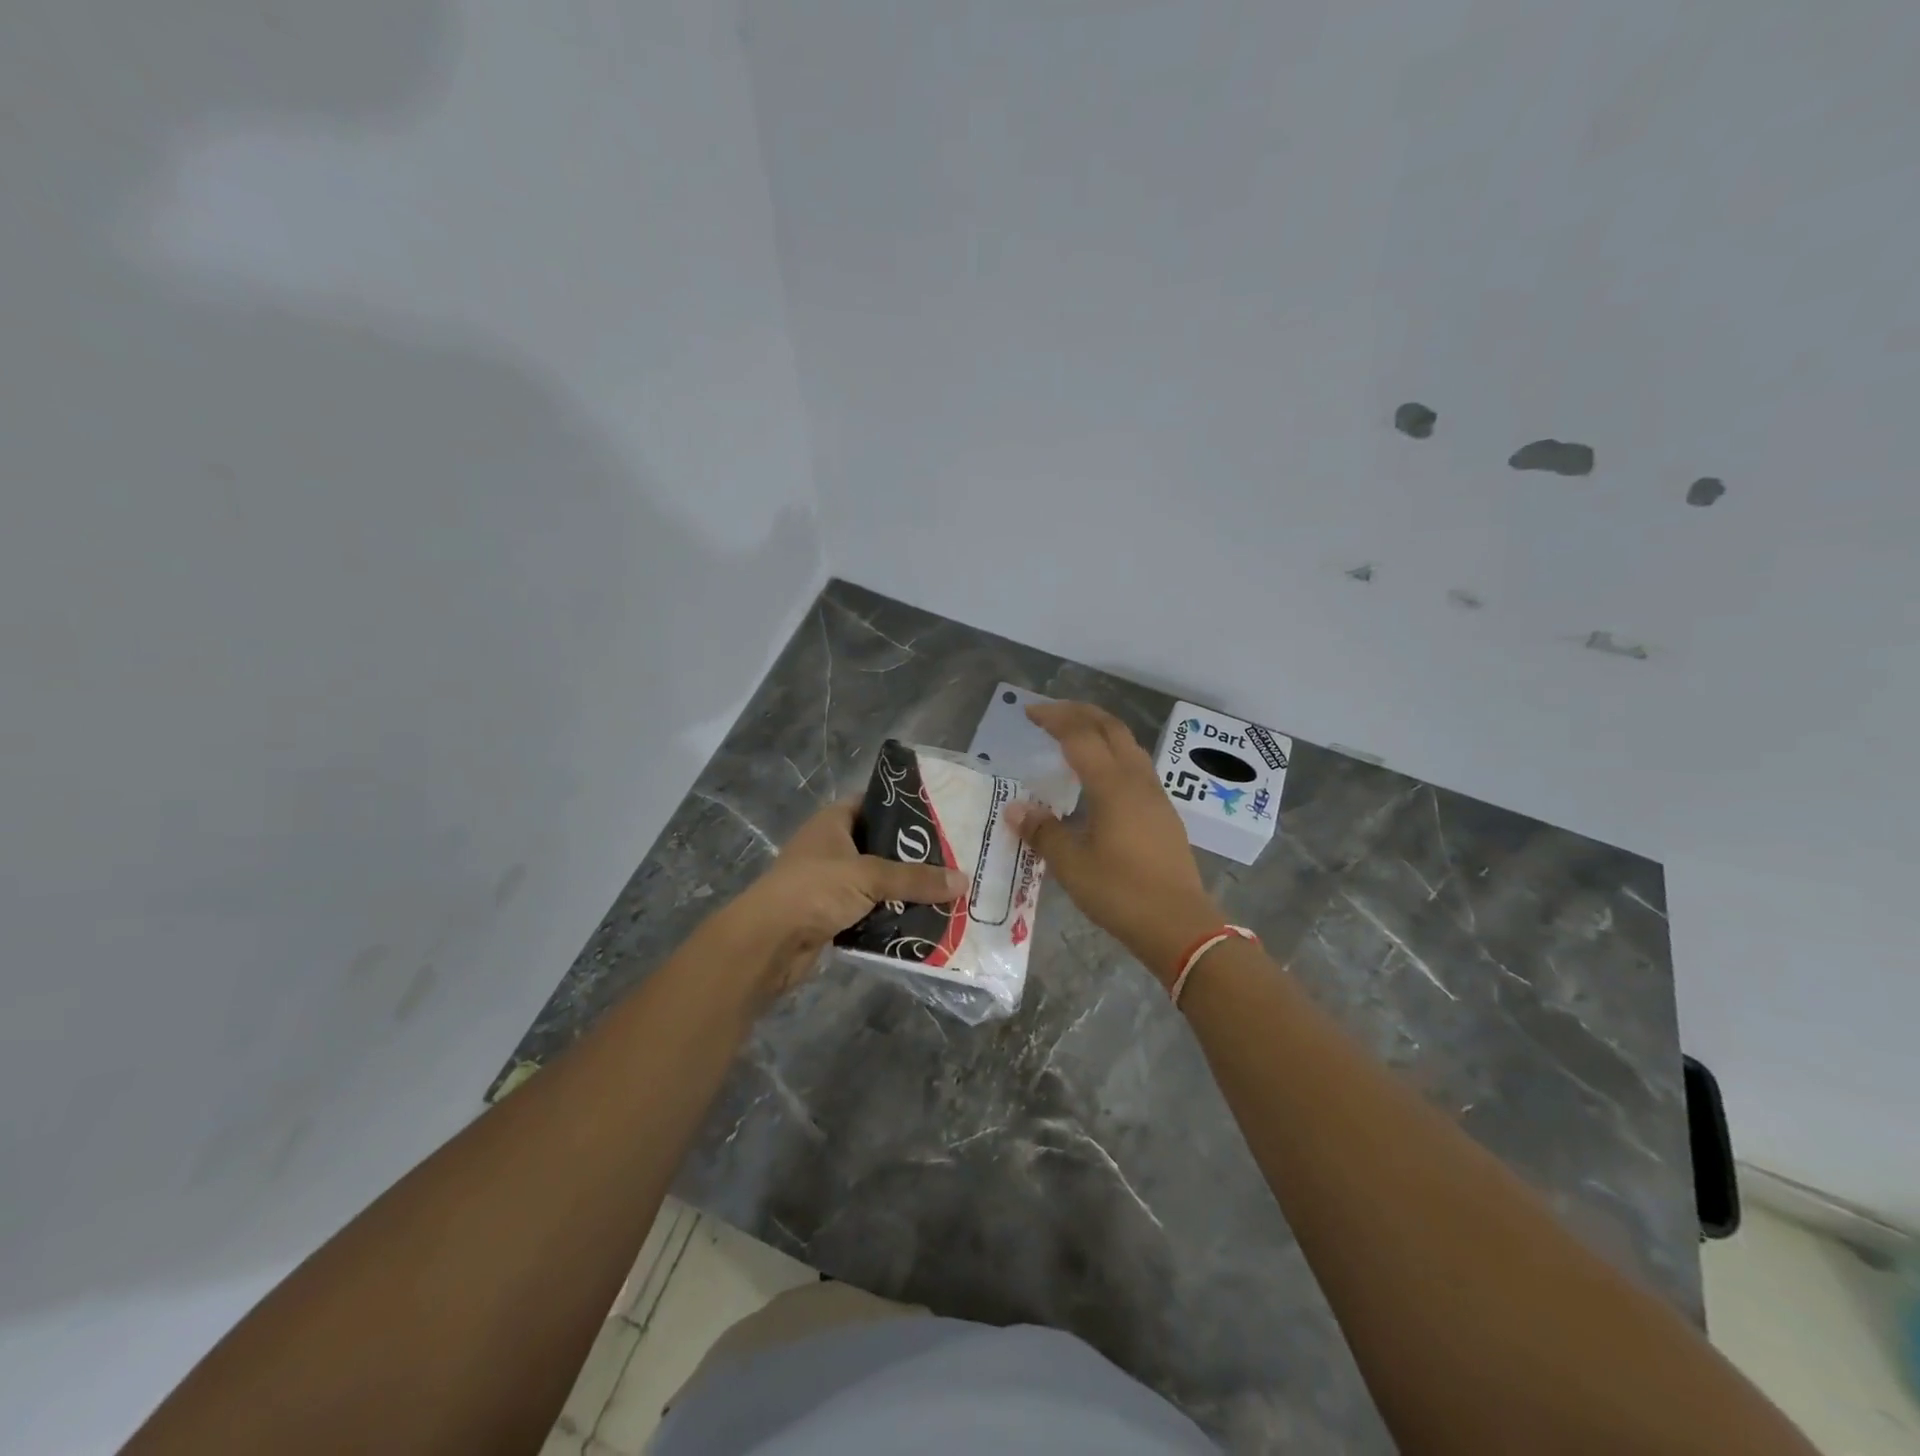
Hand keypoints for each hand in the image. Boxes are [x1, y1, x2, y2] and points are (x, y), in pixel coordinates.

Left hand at [716, 798, 969, 1000]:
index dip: (902, 807)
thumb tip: (963, 880)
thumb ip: (915, 878)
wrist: (767, 943)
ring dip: (904, 889)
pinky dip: (891, 915)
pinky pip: (870, 910)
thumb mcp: (868, 876)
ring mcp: (830, 883)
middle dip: (912, 855)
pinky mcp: (832, 915)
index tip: (940, 815)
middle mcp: (831, 848)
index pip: (872, 803)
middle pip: (879, 845)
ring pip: (877, 881)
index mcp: (833, 823)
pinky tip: (923, 919)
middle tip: (953, 857)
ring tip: (946, 889)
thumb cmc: (814, 890)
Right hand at [1005, 702, 1223, 986]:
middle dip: (1079, 712)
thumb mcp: (1072, 865)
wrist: (1179, 925)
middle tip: (1050, 713)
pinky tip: (1099, 775)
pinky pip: (1136, 766)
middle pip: (1110, 728)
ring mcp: (1156, 795)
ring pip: (1128, 745)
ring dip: (1100, 730)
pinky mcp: (1163, 813)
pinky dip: (1113, 753)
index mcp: (1113, 786)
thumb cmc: (1121, 893)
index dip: (1054, 719)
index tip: (1029, 713)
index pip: (1081, 736)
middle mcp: (1137, 781)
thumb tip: (1015, 809)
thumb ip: (1043, 832)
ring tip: (1073, 735)